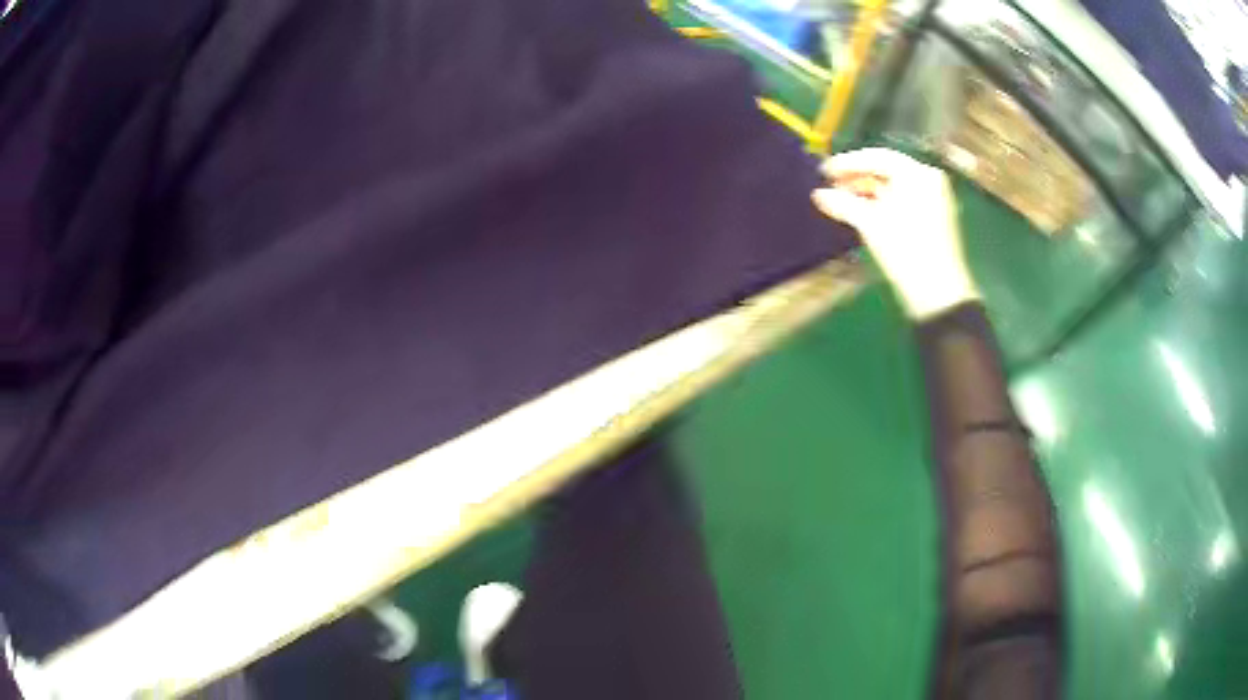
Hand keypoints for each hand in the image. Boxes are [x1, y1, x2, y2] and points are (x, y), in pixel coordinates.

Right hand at [812, 148, 979, 319]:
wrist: (937, 293)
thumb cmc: (905, 250)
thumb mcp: (870, 223)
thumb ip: (842, 203)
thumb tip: (818, 194)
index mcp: (917, 173)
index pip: (877, 157)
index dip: (848, 163)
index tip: (824, 171)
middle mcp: (928, 179)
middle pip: (887, 170)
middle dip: (857, 178)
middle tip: (831, 186)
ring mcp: (934, 199)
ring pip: (894, 187)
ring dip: (868, 192)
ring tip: (842, 200)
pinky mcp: (934, 217)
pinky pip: (903, 200)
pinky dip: (882, 203)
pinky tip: (863, 212)